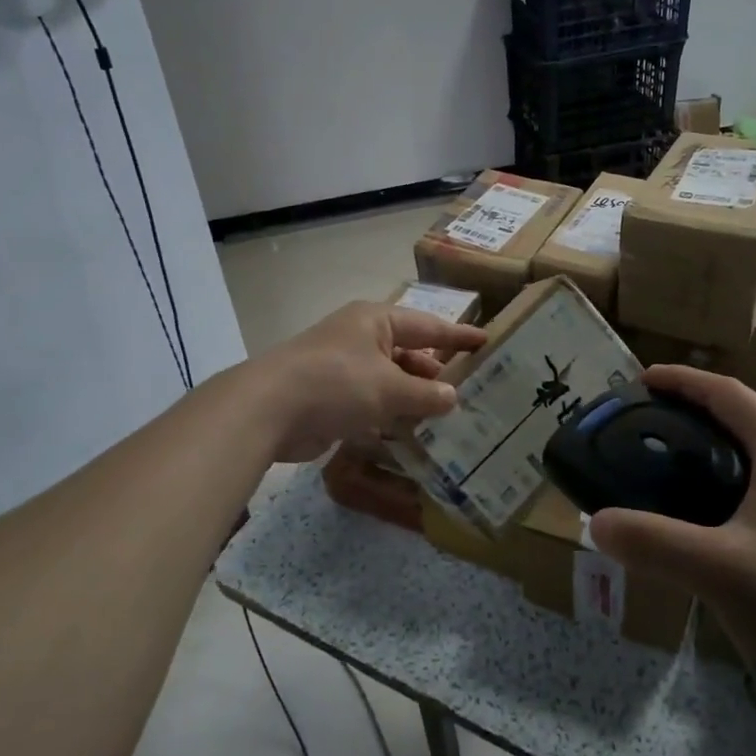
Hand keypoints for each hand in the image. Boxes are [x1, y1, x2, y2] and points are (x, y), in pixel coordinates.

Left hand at [253, 301, 486, 462]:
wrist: (268, 409)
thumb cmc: (336, 383)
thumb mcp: (389, 387)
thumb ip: (426, 393)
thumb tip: (453, 397)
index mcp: (376, 321)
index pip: (428, 326)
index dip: (458, 336)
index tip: (487, 342)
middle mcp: (361, 339)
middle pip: (409, 353)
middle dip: (436, 373)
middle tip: (471, 392)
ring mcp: (344, 368)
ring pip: (390, 381)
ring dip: (414, 399)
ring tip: (449, 419)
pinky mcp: (332, 398)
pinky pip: (372, 403)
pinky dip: (391, 415)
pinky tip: (413, 434)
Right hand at [588, 365, 755, 700]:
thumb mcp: (717, 570)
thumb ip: (652, 542)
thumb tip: (595, 522)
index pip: (725, 392)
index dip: (680, 381)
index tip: (639, 381)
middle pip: (742, 413)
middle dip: (691, 411)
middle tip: (642, 426)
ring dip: (713, 443)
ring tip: (667, 463)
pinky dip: (733, 473)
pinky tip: (709, 509)